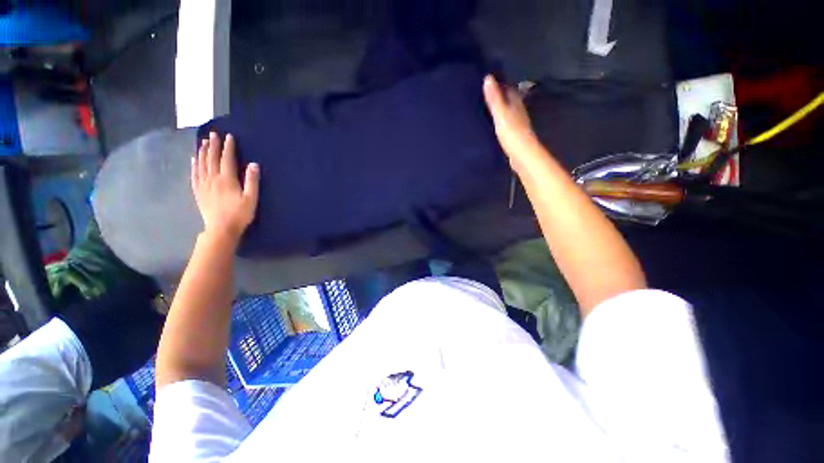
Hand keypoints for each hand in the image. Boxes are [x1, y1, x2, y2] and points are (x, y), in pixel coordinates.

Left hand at [191, 133, 259, 243]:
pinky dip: (194, 165)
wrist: (221, 229)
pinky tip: (194, 159)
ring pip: (201, 164)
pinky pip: (194, 175)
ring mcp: (203, 185)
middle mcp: (212, 179)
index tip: (229, 136)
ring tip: (203, 142)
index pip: (226, 159)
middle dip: (213, 145)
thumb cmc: (240, 214)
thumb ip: (252, 181)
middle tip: (213, 134)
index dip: (228, 147)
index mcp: (226, 179)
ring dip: (203, 152)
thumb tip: (253, 164)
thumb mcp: (251, 199)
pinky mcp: (198, 192)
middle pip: (211, 159)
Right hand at [483, 75, 541, 162]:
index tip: (488, 79)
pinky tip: (493, 123)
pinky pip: (506, 123)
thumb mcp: (501, 114)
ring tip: (486, 107)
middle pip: (508, 99)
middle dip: (499, 94)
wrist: (522, 155)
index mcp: (515, 103)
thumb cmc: (512, 134)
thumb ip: (495, 99)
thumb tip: (488, 77)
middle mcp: (518, 111)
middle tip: (484, 92)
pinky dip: (500, 120)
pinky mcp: (514, 135)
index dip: (499, 83)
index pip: (508, 88)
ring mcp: (517, 124)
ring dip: (500, 108)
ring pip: (508, 111)